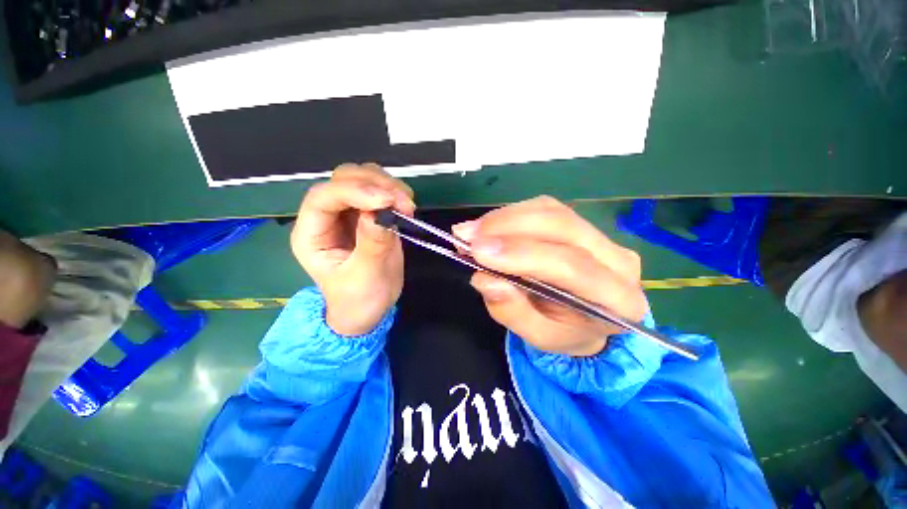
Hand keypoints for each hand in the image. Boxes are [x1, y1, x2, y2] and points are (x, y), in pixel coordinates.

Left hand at [291, 164, 414, 335]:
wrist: (368, 309)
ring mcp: (348, 213)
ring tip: (407, 205)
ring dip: (387, 185)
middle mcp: (327, 217)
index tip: (387, 201)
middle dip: (375, 185)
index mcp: (312, 235)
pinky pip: (379, 190)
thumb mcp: (365, 277)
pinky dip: (395, 192)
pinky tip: (406, 206)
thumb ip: (372, 243)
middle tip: (403, 203)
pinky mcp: (369, 215)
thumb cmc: (358, 300)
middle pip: (343, 179)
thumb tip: (382, 212)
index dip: (354, 192)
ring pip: (362, 178)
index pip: (323, 197)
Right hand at [453, 196, 646, 356]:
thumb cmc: (563, 332)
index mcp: (618, 300)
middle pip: (562, 227)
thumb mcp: (537, 336)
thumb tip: (484, 278)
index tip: (478, 251)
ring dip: (504, 218)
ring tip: (471, 231)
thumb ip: (512, 311)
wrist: (584, 320)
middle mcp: (617, 260)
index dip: (522, 254)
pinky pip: (543, 208)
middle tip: (467, 236)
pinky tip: (488, 227)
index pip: (573, 267)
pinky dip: (510, 215)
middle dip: (508, 227)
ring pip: (550, 211)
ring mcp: (600, 236)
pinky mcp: (578, 223)